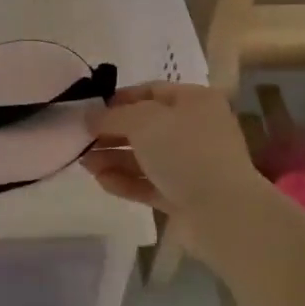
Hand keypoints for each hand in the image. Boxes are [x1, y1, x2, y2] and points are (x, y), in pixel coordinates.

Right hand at [81, 82, 264, 251]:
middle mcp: (195, 129)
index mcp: (194, 101)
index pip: (151, 91)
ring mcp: (191, 165)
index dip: (119, 99)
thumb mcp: (144, 122)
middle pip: (145, 126)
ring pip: (145, 157)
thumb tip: (89, 117)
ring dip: (113, 158)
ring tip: (83, 163)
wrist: (223, 214)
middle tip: (81, 140)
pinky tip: (101, 181)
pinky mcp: (184, 197)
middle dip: (112, 133)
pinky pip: (149, 183)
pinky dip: (126, 181)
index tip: (90, 110)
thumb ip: (112, 116)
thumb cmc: (186, 152)